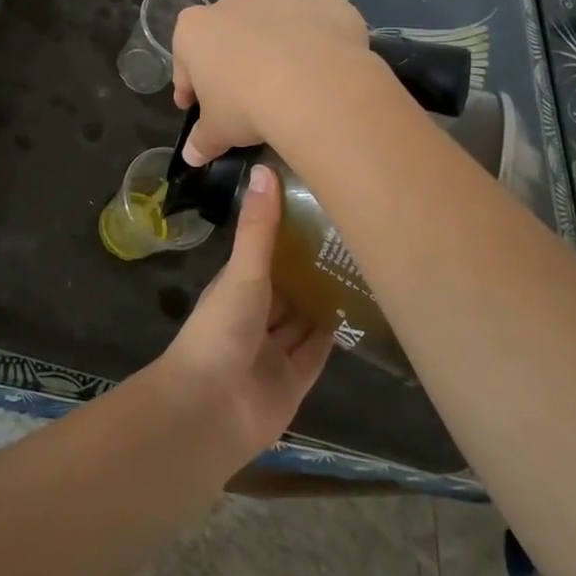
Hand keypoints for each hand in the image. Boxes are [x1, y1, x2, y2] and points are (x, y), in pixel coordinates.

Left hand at [154, 165, 333, 458]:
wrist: (211, 409)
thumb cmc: (222, 330)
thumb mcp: (243, 272)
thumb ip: (259, 228)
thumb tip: (266, 167)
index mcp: (236, 287)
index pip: (265, 253)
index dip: (288, 233)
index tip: (320, 206)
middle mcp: (255, 315)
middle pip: (287, 287)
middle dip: (312, 267)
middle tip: (354, 237)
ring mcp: (274, 350)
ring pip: (303, 318)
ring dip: (325, 299)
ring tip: (365, 268)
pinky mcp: (294, 381)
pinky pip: (317, 352)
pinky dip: (333, 335)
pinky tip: (360, 313)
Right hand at [170, 0, 374, 165]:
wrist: (314, 84)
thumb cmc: (248, 106)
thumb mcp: (219, 131)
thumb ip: (202, 140)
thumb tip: (191, 156)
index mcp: (194, 29)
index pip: (185, 62)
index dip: (190, 87)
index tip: (197, 106)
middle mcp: (229, 1)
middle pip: (226, 34)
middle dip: (233, 58)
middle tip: (247, 93)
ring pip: (269, 18)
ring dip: (274, 40)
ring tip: (292, 76)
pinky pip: (310, 11)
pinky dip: (314, 28)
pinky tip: (323, 56)